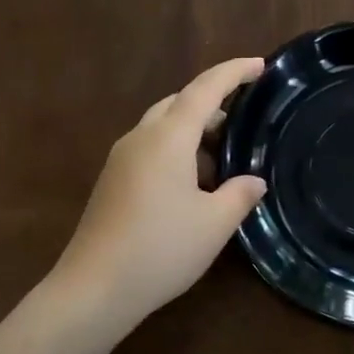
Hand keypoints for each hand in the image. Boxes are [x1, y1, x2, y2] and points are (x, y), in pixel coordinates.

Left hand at [50, 57, 268, 326]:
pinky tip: (192, 183)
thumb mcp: (214, 224)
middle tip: (243, 120)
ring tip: (222, 157)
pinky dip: (175, 149)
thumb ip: (239, 195)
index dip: (234, 72)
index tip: (259, 65)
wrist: (94, 288)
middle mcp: (141, 137)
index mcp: (168, 137)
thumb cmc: (161, 249)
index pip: (205, 89)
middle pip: (179, 102)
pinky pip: (149, 147)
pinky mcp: (111, 180)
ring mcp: (121, 158)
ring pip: (162, 125)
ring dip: (193, 130)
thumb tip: (254, 181)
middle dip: (212, 102)